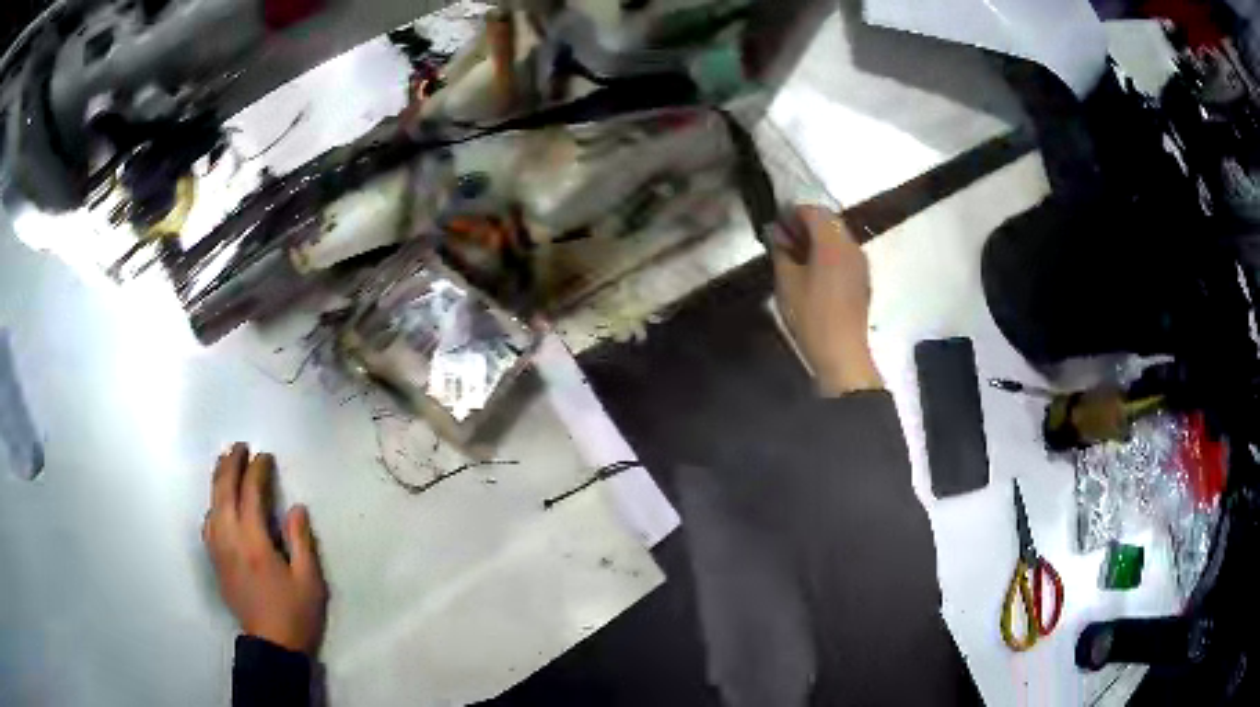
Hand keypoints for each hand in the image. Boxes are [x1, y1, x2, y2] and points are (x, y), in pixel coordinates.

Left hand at [203, 443, 327, 655]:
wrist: (271, 645)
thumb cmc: (295, 613)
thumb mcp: (309, 580)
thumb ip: (301, 540)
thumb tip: (295, 507)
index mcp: (254, 542)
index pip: (251, 493)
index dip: (258, 470)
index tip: (266, 457)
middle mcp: (230, 539)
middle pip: (224, 491)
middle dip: (231, 464)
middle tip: (241, 446)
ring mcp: (218, 549)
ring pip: (212, 504)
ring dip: (218, 479)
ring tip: (225, 462)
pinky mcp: (215, 561)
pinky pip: (208, 523)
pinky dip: (213, 504)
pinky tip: (218, 504)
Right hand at [772, 205, 882, 395]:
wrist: (843, 353)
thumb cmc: (811, 317)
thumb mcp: (787, 283)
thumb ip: (781, 252)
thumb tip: (776, 233)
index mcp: (832, 243)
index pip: (813, 211)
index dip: (792, 212)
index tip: (775, 224)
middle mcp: (851, 246)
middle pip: (829, 221)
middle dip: (806, 224)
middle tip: (783, 239)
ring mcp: (860, 263)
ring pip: (838, 237)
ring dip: (817, 239)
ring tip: (796, 256)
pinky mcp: (863, 279)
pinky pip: (845, 254)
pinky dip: (828, 253)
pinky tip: (813, 271)